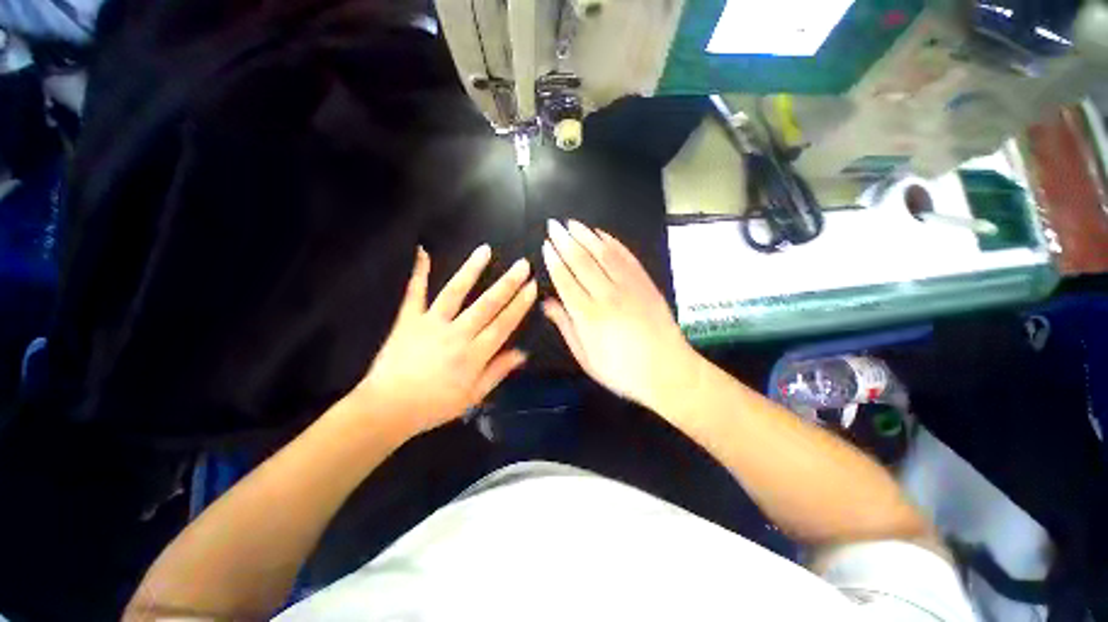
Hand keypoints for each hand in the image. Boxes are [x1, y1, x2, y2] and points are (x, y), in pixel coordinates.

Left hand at [347, 245, 536, 438]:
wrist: (387, 409)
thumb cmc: (434, 406)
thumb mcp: (473, 397)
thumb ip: (498, 372)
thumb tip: (522, 353)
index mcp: (473, 355)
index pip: (503, 324)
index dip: (519, 305)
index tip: (532, 287)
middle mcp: (456, 334)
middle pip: (486, 305)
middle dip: (507, 283)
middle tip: (522, 264)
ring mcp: (431, 323)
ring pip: (455, 292)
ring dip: (471, 270)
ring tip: (485, 250)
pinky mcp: (408, 320)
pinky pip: (414, 293)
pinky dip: (418, 272)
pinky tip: (422, 251)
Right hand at [541, 219, 700, 408]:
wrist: (668, 372)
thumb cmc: (622, 371)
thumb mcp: (586, 357)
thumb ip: (566, 326)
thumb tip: (547, 303)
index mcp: (587, 315)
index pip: (565, 279)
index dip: (553, 260)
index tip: (546, 245)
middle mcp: (606, 295)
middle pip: (581, 261)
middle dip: (565, 240)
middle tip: (553, 225)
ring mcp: (629, 286)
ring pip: (603, 253)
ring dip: (586, 235)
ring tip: (573, 223)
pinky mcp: (646, 283)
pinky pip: (627, 257)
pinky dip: (613, 243)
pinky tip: (603, 234)